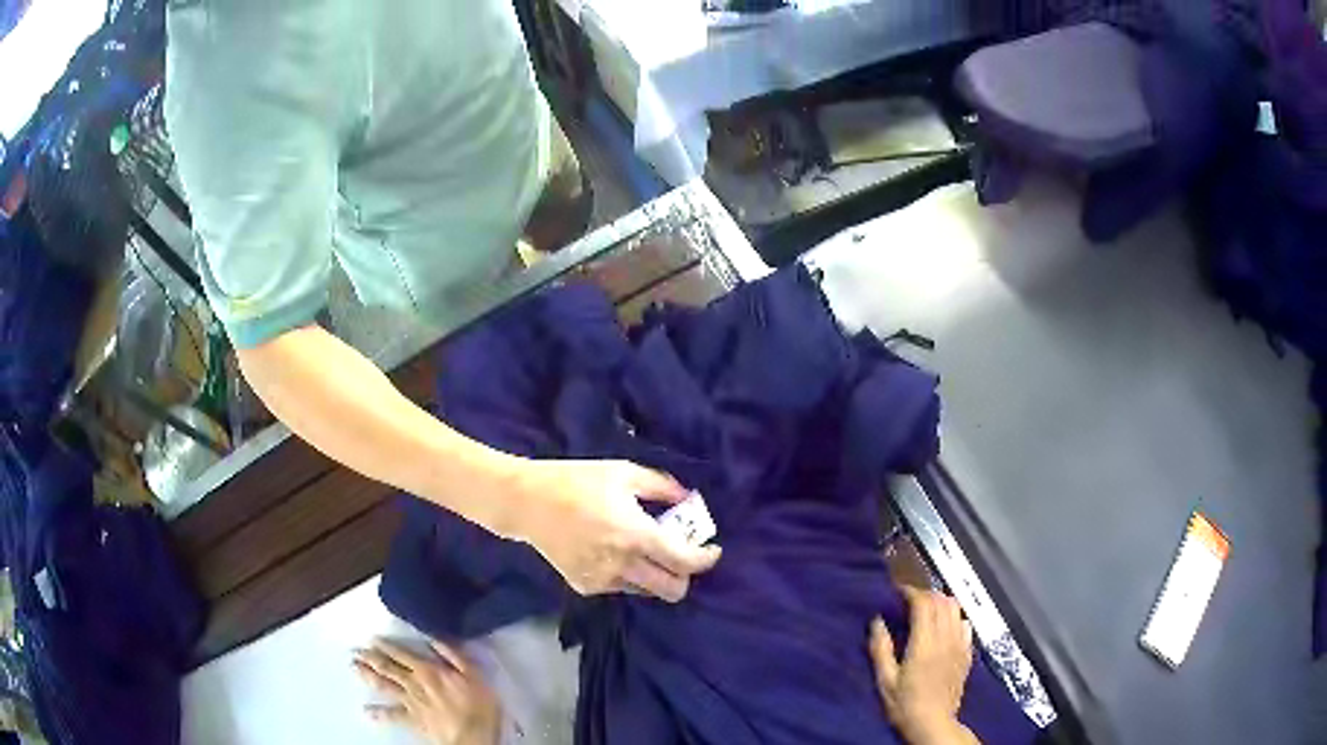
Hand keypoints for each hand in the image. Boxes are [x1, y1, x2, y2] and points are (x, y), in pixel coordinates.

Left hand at [354, 639, 500, 744]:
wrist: (472, 736)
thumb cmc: (477, 705)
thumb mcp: (474, 675)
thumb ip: (454, 655)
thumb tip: (434, 639)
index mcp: (428, 670)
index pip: (402, 654)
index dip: (386, 646)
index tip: (372, 639)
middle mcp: (413, 683)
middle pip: (387, 668)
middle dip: (370, 658)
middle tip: (356, 651)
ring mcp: (410, 702)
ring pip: (384, 686)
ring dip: (368, 676)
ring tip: (355, 668)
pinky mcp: (411, 720)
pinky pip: (392, 716)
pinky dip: (378, 714)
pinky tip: (367, 711)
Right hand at [504, 459, 720, 601]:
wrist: (526, 503)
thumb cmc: (576, 481)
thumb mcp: (623, 472)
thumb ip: (662, 486)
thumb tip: (690, 498)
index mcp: (636, 535)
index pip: (685, 562)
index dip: (706, 559)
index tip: (712, 549)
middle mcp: (623, 565)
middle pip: (672, 590)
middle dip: (684, 576)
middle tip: (680, 555)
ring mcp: (602, 580)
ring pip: (647, 592)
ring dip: (656, 575)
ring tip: (644, 550)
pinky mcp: (585, 586)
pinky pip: (621, 588)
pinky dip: (628, 575)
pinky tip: (613, 552)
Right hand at [870, 588, 979, 744]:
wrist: (933, 723)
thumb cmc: (904, 704)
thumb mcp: (885, 680)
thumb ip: (881, 649)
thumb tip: (877, 622)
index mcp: (924, 643)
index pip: (924, 603)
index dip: (911, 592)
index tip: (898, 591)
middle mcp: (945, 638)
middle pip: (942, 601)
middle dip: (926, 594)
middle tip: (910, 600)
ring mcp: (960, 645)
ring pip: (956, 609)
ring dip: (942, 602)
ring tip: (927, 609)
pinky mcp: (967, 654)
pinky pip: (966, 624)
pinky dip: (955, 617)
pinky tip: (946, 626)